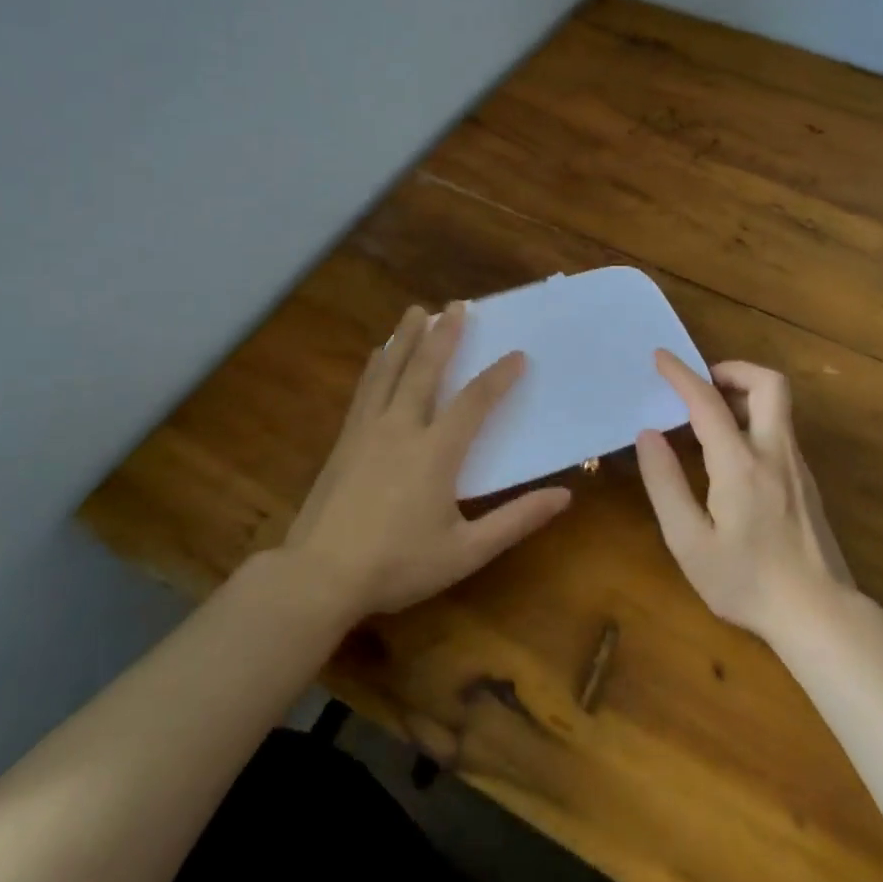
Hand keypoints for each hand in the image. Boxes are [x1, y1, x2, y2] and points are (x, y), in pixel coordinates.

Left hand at [282, 302, 572, 618]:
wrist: (318, 577)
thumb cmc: (397, 565)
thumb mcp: (466, 552)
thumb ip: (515, 521)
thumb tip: (564, 495)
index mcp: (435, 452)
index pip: (474, 402)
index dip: (499, 376)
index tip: (517, 355)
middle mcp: (400, 428)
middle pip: (424, 369)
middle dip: (444, 335)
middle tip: (456, 304)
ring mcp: (366, 432)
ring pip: (389, 371)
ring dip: (405, 338)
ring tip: (416, 312)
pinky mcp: (343, 441)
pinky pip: (365, 390)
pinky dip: (377, 365)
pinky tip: (378, 356)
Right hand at [636, 353, 853, 640]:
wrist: (819, 614)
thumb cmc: (746, 581)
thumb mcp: (689, 542)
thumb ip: (666, 484)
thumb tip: (648, 435)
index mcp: (740, 463)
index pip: (708, 401)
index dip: (681, 374)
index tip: (660, 357)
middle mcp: (774, 452)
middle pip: (768, 383)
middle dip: (732, 369)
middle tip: (702, 383)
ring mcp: (797, 465)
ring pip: (778, 404)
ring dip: (743, 393)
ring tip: (708, 415)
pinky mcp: (806, 481)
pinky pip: (780, 429)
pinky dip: (753, 418)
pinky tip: (731, 452)